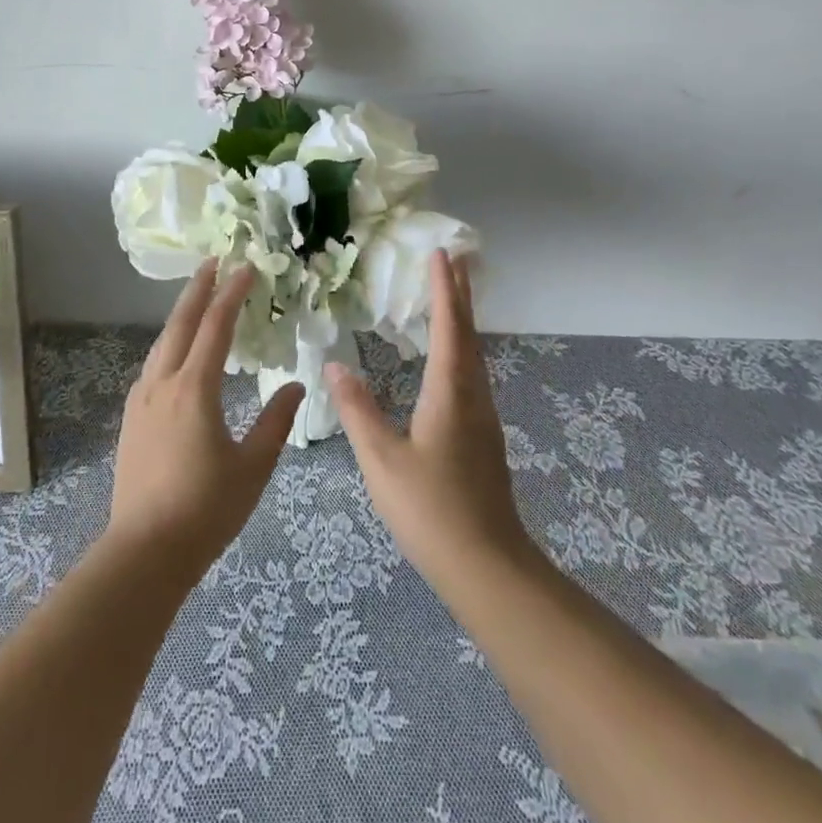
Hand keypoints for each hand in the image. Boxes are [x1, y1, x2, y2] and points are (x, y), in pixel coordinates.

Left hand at [107, 260, 304, 574]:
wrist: (145, 550)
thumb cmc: (206, 509)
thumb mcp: (253, 466)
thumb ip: (276, 422)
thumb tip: (294, 385)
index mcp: (194, 389)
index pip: (216, 327)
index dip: (232, 294)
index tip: (246, 267)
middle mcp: (163, 383)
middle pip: (180, 323)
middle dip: (198, 289)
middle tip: (214, 261)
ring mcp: (142, 400)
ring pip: (162, 343)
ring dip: (181, 315)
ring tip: (198, 299)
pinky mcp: (131, 419)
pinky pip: (153, 366)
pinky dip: (170, 344)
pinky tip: (177, 354)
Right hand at [330, 251, 536, 601]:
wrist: (487, 567)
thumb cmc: (430, 510)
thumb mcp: (382, 460)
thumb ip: (357, 411)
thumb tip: (334, 366)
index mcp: (450, 394)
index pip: (449, 328)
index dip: (444, 290)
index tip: (440, 255)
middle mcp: (473, 397)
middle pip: (469, 335)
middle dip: (460, 295)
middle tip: (453, 261)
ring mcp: (483, 419)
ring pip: (474, 356)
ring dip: (463, 321)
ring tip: (451, 298)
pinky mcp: (483, 439)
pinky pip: (473, 376)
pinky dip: (462, 349)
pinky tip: (450, 361)